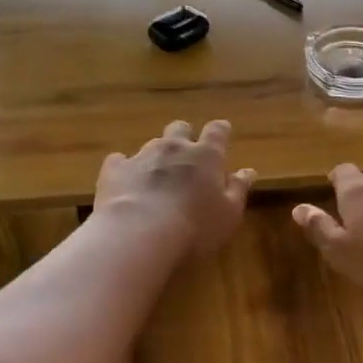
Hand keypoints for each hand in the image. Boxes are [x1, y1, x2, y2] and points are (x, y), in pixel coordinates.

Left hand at [95, 120, 254, 255]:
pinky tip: (125, 182)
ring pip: (151, 144)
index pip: (217, 131)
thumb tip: (248, 171)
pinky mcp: (114, 170)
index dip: (220, 131)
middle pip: (180, 129)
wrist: (139, 234)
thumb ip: (238, 189)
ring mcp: (141, 156)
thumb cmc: (195, 228)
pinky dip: (124, 168)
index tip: (222, 132)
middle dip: (184, 136)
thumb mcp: (229, 214)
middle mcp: (174, 148)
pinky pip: (119, 160)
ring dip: (157, 156)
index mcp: (206, 156)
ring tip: (156, 176)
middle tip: (187, 155)